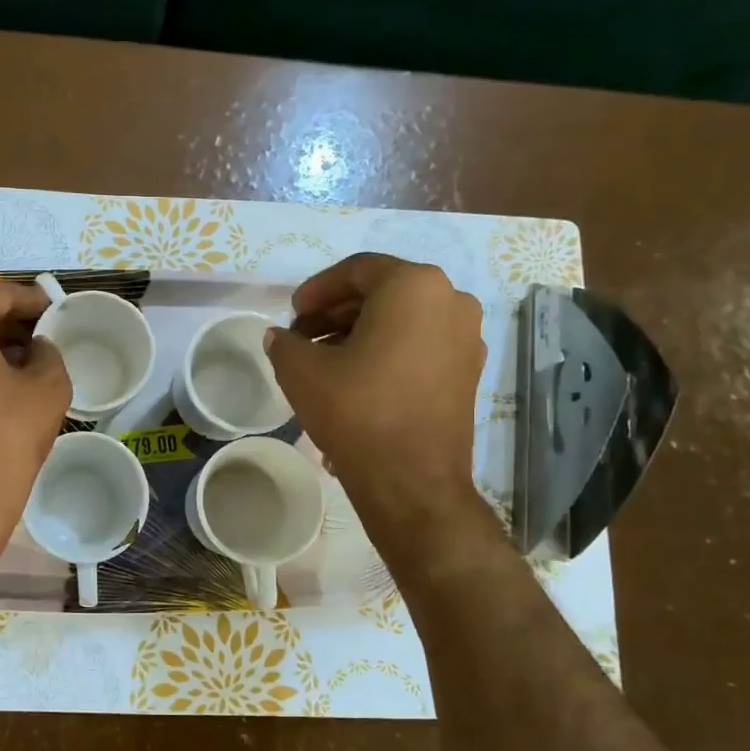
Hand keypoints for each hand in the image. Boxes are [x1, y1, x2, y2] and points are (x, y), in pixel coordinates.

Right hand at [264, 253, 486, 530]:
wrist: (411, 480)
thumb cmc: (356, 411)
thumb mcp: (302, 371)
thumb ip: (285, 343)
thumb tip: (280, 337)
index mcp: (414, 286)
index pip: (357, 270)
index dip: (317, 289)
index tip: (292, 313)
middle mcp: (450, 301)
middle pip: (382, 293)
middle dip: (336, 311)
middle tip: (302, 336)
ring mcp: (466, 337)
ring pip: (403, 320)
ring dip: (359, 332)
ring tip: (323, 360)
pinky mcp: (468, 371)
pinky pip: (420, 344)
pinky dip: (387, 350)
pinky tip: (355, 377)